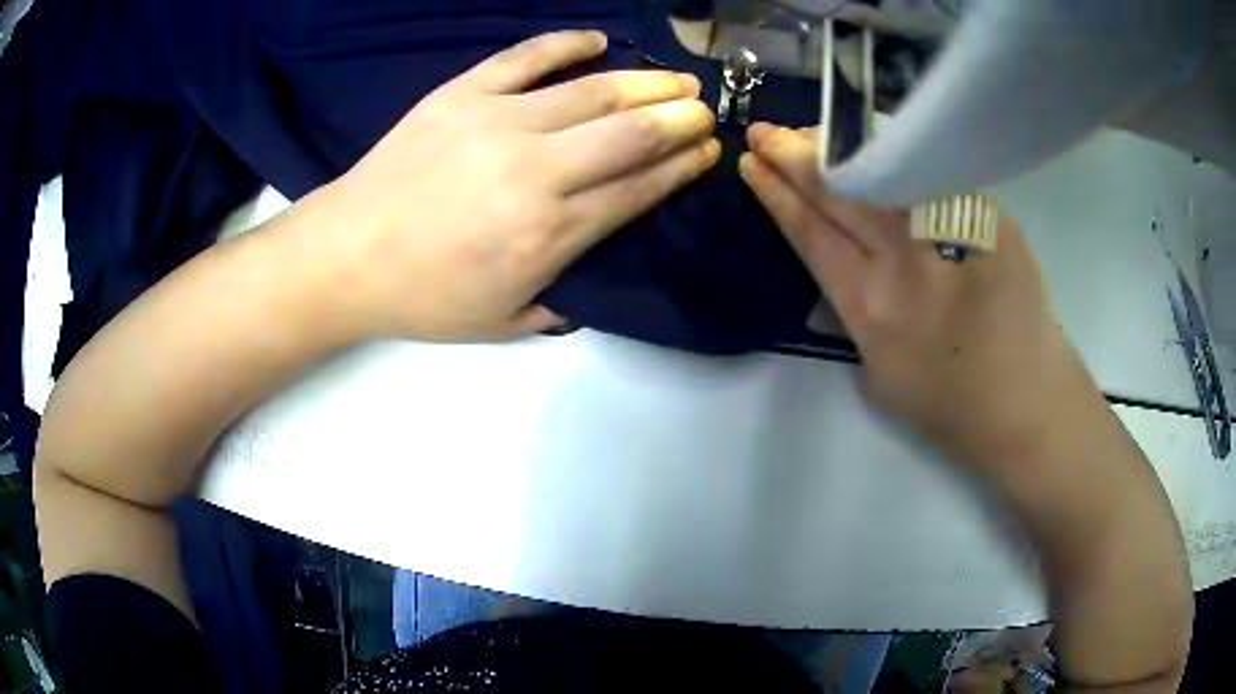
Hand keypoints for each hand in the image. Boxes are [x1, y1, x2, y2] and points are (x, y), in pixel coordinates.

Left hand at [313, 30, 718, 341]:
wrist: (347, 255)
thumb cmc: (423, 297)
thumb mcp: (502, 323)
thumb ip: (561, 304)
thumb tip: (597, 276)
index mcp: (551, 233)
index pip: (640, 187)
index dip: (683, 166)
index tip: (708, 151)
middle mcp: (537, 170)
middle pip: (630, 133)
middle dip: (680, 119)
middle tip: (703, 111)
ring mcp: (498, 121)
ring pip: (593, 91)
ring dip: (645, 83)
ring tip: (676, 81)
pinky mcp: (462, 93)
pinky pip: (525, 57)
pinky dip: (567, 43)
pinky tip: (597, 40)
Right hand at [739, 123, 1098, 467]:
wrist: (1026, 401)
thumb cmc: (950, 405)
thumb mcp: (878, 373)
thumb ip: (854, 309)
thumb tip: (844, 260)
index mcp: (872, 307)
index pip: (811, 232)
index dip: (776, 194)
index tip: (752, 165)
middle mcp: (906, 260)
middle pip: (839, 190)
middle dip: (793, 155)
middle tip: (765, 132)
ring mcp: (950, 230)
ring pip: (881, 169)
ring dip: (839, 146)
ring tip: (811, 133)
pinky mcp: (985, 215)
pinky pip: (926, 171)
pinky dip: (894, 153)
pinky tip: (875, 143)